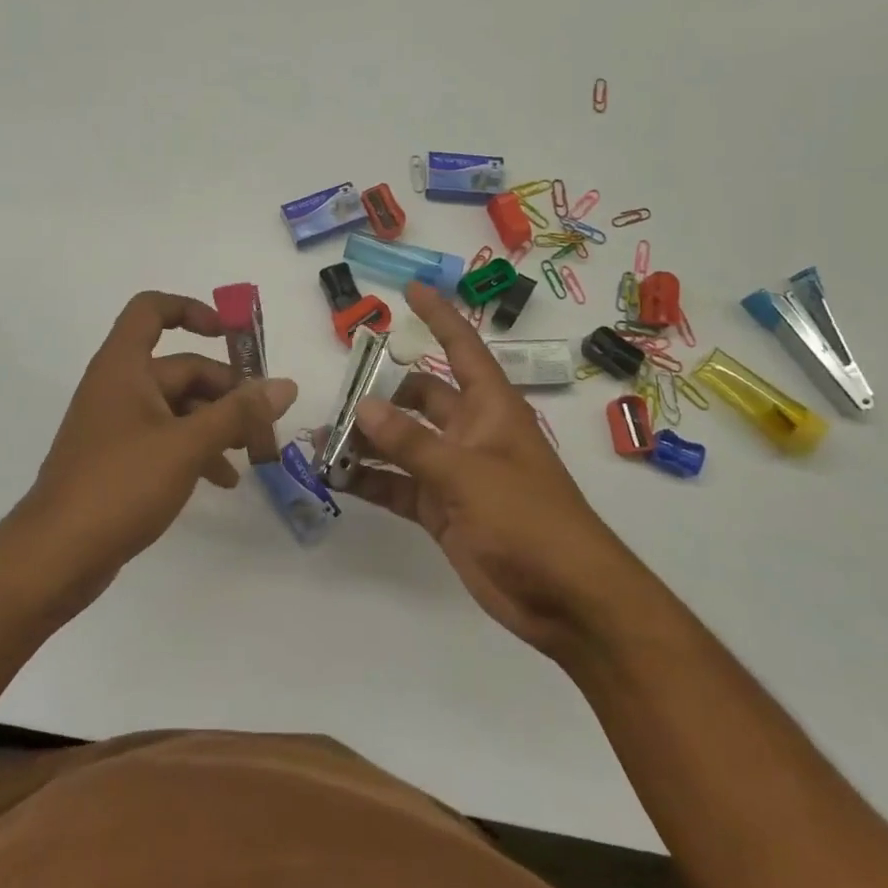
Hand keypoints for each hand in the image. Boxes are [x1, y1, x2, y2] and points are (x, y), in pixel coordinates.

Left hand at [0, 291, 296, 615]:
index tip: (231, 336)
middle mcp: (119, 387)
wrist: (56, 555)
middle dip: (226, 390)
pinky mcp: (120, 460)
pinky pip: (167, 439)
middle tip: (264, 420)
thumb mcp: (188, 446)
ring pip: (178, 407)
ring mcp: (118, 426)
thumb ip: (238, 414)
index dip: (192, 311)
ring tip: (254, 452)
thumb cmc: (120, 485)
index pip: (152, 310)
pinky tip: (224, 479)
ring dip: (217, 424)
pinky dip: (197, 450)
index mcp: (124, 367)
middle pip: (181, 368)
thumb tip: (285, 385)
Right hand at [342, 281, 621, 657]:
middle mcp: (471, 433)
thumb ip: (412, 442)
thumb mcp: (468, 473)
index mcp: (491, 409)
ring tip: (322, 438)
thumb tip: (363, 407)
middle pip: (420, 399)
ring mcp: (455, 473)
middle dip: (381, 393)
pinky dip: (372, 481)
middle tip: (336, 394)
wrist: (564, 597)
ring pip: (403, 444)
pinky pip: (399, 486)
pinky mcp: (443, 511)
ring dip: (368, 441)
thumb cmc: (528, 519)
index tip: (411, 289)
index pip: (461, 349)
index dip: (439, 318)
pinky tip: (337, 477)